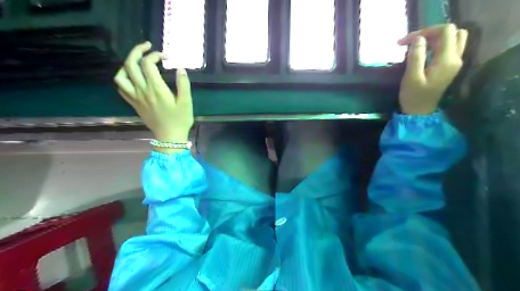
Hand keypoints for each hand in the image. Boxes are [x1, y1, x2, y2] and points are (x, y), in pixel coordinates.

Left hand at [114, 40, 194, 145]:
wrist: (169, 137)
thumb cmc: (180, 120)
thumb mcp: (186, 102)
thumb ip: (183, 85)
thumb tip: (181, 69)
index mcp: (156, 89)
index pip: (148, 64)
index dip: (155, 55)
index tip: (166, 57)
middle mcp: (142, 91)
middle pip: (130, 65)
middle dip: (137, 51)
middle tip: (147, 47)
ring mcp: (135, 97)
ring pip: (121, 76)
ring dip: (126, 64)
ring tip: (137, 61)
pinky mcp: (134, 104)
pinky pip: (121, 88)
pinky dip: (124, 78)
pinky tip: (132, 77)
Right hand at [399, 23, 471, 114]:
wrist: (420, 113)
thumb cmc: (413, 97)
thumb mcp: (411, 77)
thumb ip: (415, 56)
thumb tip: (418, 38)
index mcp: (447, 60)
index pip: (445, 31)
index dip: (426, 31)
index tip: (406, 41)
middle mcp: (456, 58)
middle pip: (452, 32)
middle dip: (432, 32)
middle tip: (414, 41)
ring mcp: (455, 63)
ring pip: (453, 39)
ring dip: (435, 38)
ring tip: (417, 45)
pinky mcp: (450, 67)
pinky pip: (449, 48)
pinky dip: (437, 45)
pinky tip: (423, 52)